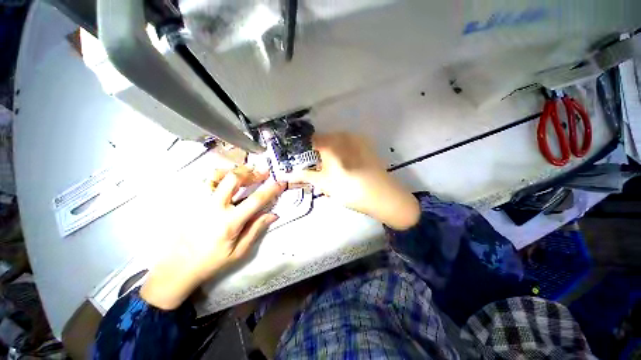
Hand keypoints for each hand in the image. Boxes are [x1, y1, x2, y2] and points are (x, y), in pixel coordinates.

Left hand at [141, 166, 285, 309]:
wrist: (176, 268)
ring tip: (246, 171)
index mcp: (229, 222)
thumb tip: (273, 214)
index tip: (281, 183)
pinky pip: (205, 181)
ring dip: (235, 170)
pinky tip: (227, 178)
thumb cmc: (211, 262)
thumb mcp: (238, 252)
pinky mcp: (189, 201)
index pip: (256, 200)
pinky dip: (219, 175)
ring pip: (216, 175)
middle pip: (234, 179)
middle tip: (263, 172)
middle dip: (252, 173)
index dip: (272, 189)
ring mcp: (198, 202)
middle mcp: (213, 207)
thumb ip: (256, 230)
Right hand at [287, 133, 419, 229]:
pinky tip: (343, 166)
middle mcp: (343, 135)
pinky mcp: (366, 145)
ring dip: (328, 153)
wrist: (383, 196)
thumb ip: (305, 175)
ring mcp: (357, 139)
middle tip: (315, 168)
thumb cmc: (350, 190)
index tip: (298, 159)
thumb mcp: (324, 184)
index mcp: (332, 143)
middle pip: (323, 141)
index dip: (302, 149)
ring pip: (335, 143)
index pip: (310, 140)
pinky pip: (346, 145)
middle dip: (316, 153)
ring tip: (329, 169)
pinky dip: (340, 152)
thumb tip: (287, 174)